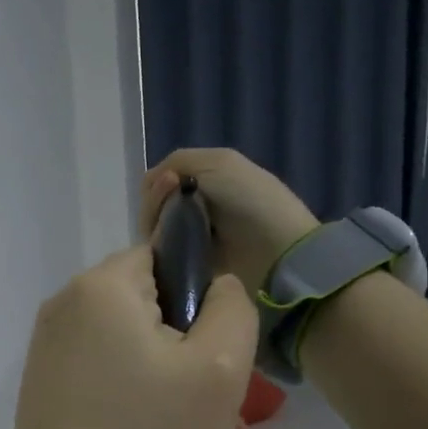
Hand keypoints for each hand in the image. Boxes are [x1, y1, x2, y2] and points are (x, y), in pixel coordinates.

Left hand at [0, 245, 257, 428]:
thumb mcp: (218, 371)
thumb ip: (232, 307)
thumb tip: (217, 286)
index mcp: (98, 289)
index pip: (165, 257)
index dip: (203, 299)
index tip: (218, 354)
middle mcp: (63, 311)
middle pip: (149, 309)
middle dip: (192, 352)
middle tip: (221, 408)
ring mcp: (48, 357)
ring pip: (132, 351)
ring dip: (173, 386)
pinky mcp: (45, 397)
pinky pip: (107, 382)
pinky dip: (139, 405)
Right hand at [141, 148, 320, 296]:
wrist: (277, 248)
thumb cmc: (251, 200)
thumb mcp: (218, 162)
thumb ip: (177, 162)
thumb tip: (150, 183)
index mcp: (201, 180)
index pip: (158, 183)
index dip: (156, 184)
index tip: (169, 185)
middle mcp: (192, 208)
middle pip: (153, 207)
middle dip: (155, 204)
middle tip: (172, 209)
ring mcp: (189, 239)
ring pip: (153, 231)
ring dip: (157, 226)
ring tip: (175, 230)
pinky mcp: (188, 266)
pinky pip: (161, 255)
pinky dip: (161, 249)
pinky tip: (172, 247)